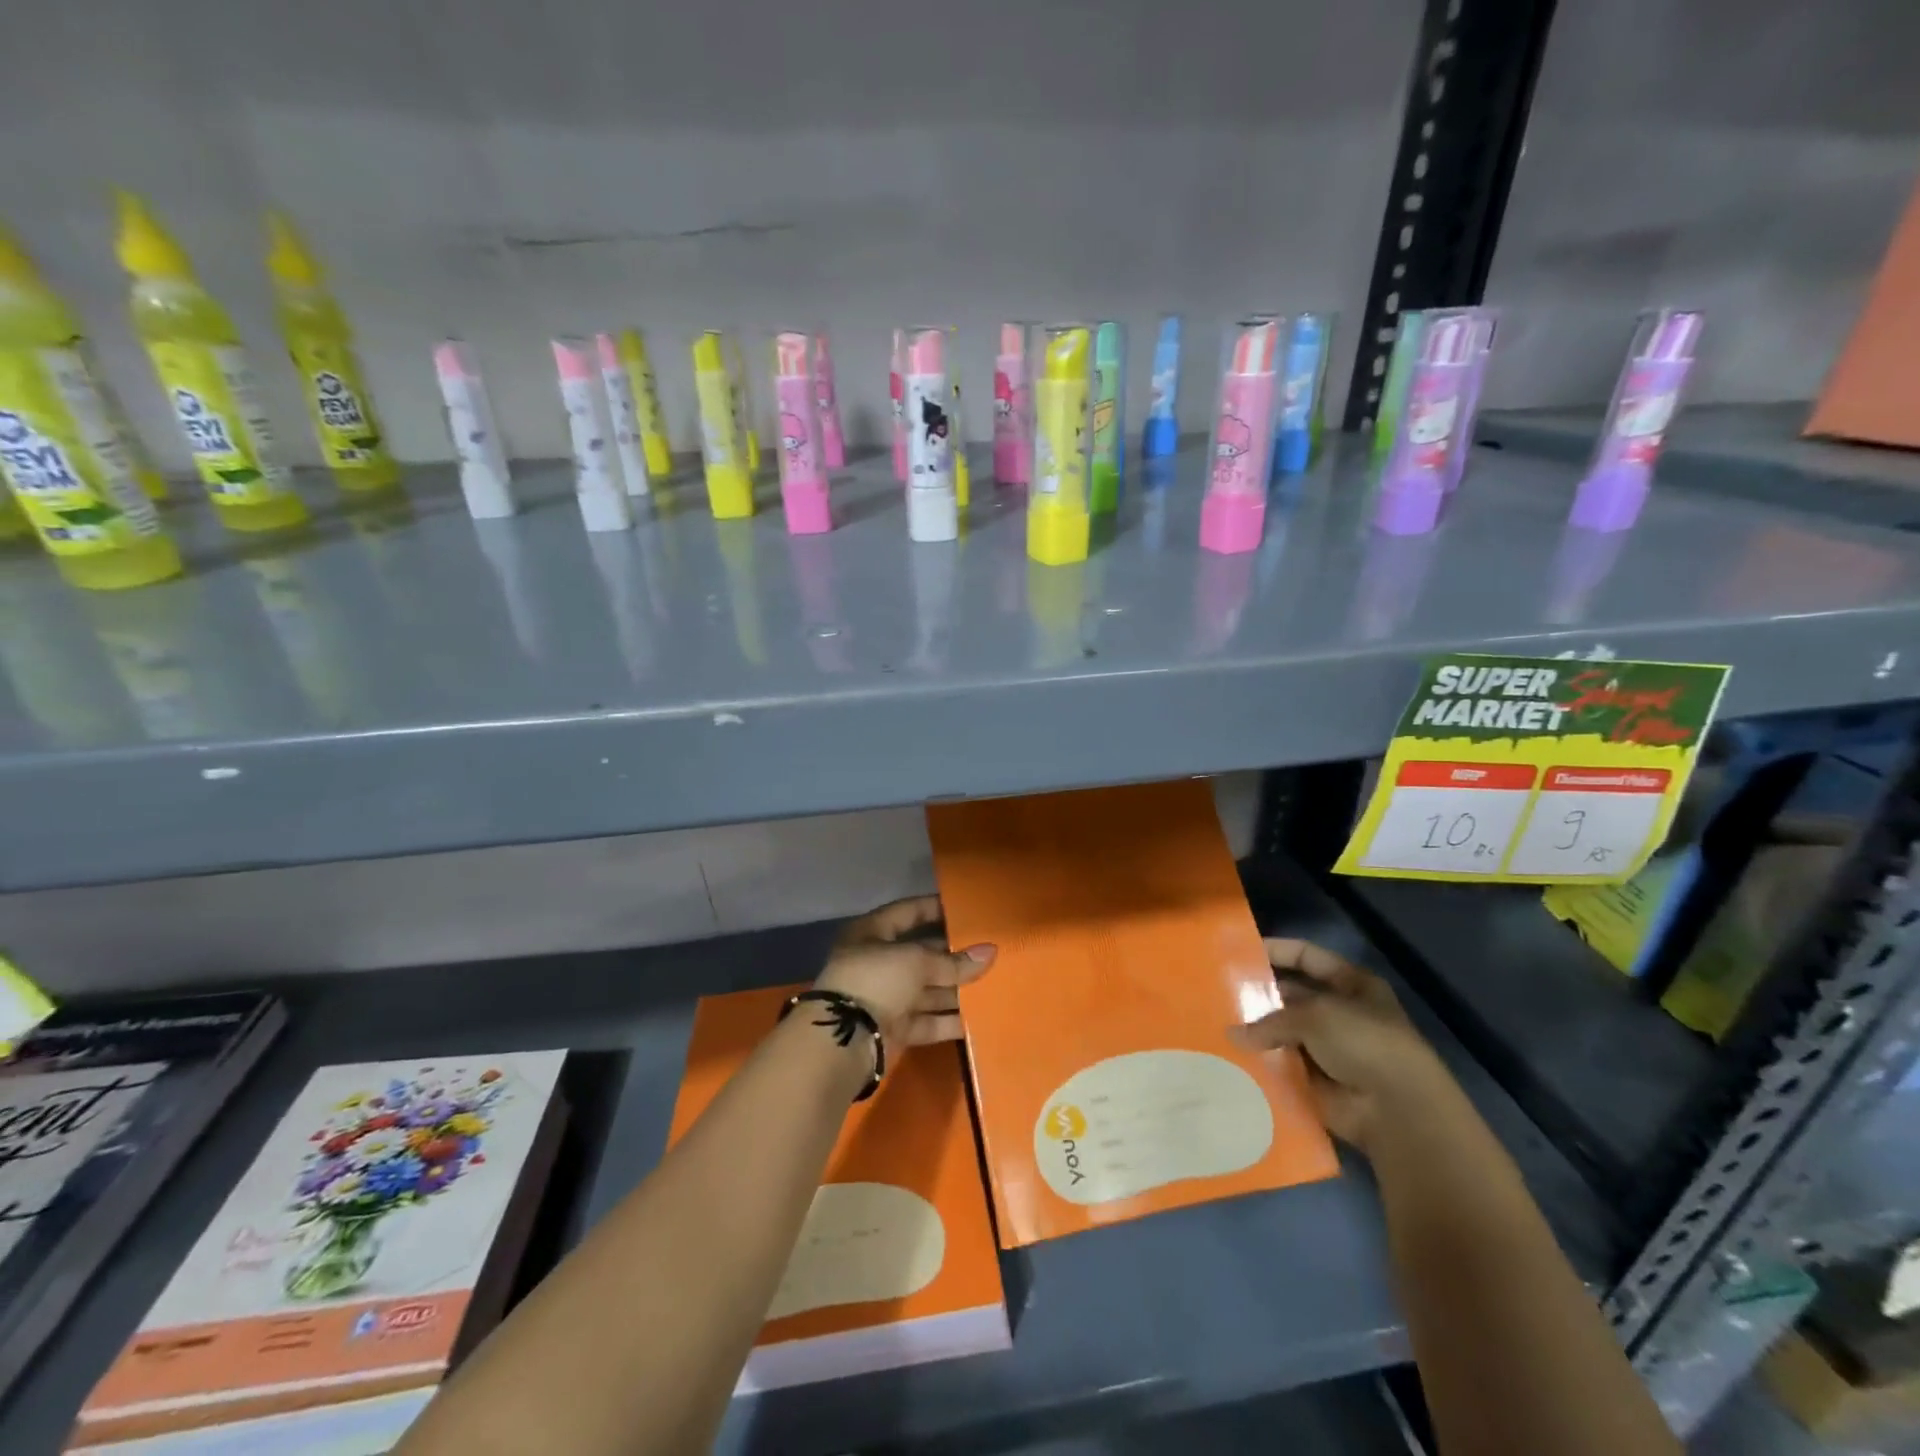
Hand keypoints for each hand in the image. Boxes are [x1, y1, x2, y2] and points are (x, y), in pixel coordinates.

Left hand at [814, 896, 995, 1057]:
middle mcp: (877, 963)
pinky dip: (949, 1020)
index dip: (934, 908)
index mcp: (871, 933)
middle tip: (988, 952)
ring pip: (927, 990)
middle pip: (921, 955)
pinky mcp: (894, 1030)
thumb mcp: (916, 962)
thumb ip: (954, 961)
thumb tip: (990, 952)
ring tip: (993, 984)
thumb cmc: (876, 980)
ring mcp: (885, 998)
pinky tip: (979, 1018)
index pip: (907, 912)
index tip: (965, 909)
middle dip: (953, 956)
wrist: (844, 1041)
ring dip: (956, 990)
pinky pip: (927, 1021)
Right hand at [1231, 939, 1454, 1152]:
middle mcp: (1341, 1013)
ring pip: (1284, 1033)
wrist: (1398, 1111)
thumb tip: (1233, 1035)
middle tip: (1217, 993)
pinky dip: (1262, 1064)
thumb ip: (1271, 1019)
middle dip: (1259, 996)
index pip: (1307, 956)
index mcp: (1351, 985)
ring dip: (1257, 1032)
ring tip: (1216, 1024)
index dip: (1276, 951)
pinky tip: (1230, 1058)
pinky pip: (1283, 1066)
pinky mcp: (1319, 1082)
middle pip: (1292, 996)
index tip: (1238, 952)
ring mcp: (1330, 1049)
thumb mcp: (1315, 1015)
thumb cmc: (1364, 1043)